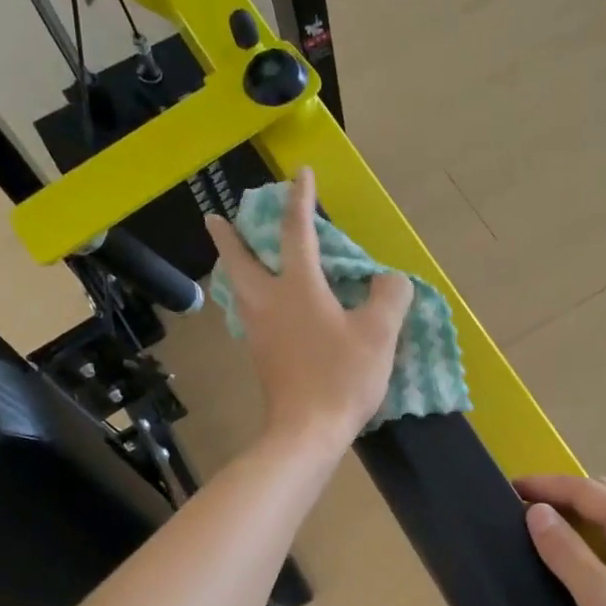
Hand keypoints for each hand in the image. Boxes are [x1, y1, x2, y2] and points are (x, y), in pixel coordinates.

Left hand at [207, 168, 412, 451]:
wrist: (306, 432)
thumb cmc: (341, 378)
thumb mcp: (379, 334)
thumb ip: (389, 297)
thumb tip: (389, 279)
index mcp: (298, 288)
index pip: (298, 232)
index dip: (301, 200)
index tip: (300, 174)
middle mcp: (268, 303)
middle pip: (240, 261)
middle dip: (228, 237)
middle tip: (216, 219)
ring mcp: (258, 332)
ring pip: (238, 290)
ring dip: (233, 267)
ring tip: (236, 259)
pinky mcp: (260, 357)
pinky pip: (248, 315)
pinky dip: (247, 298)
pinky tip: (259, 307)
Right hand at [516, 474, 605, 605]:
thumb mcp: (599, 601)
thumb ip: (566, 552)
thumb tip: (537, 511)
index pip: (589, 491)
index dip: (549, 486)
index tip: (511, 487)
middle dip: (571, 490)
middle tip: (533, 505)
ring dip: (599, 501)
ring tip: (568, 518)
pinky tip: (598, 546)